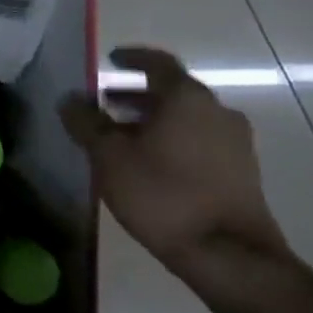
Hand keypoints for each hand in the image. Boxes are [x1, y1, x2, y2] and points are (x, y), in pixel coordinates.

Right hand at [59, 46, 287, 276]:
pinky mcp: (241, 171)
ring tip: (121, 136)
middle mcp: (217, 111)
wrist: (228, 254)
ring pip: (186, 118)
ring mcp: (235, 142)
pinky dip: (172, 139)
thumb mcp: (109, 157)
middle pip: (173, 91)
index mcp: (187, 98)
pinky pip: (199, 141)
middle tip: (105, 102)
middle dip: (136, 94)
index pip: (158, 62)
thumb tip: (70, 99)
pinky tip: (149, 162)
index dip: (132, 58)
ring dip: (153, 120)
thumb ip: (86, 123)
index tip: (110, 59)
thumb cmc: (162, 194)